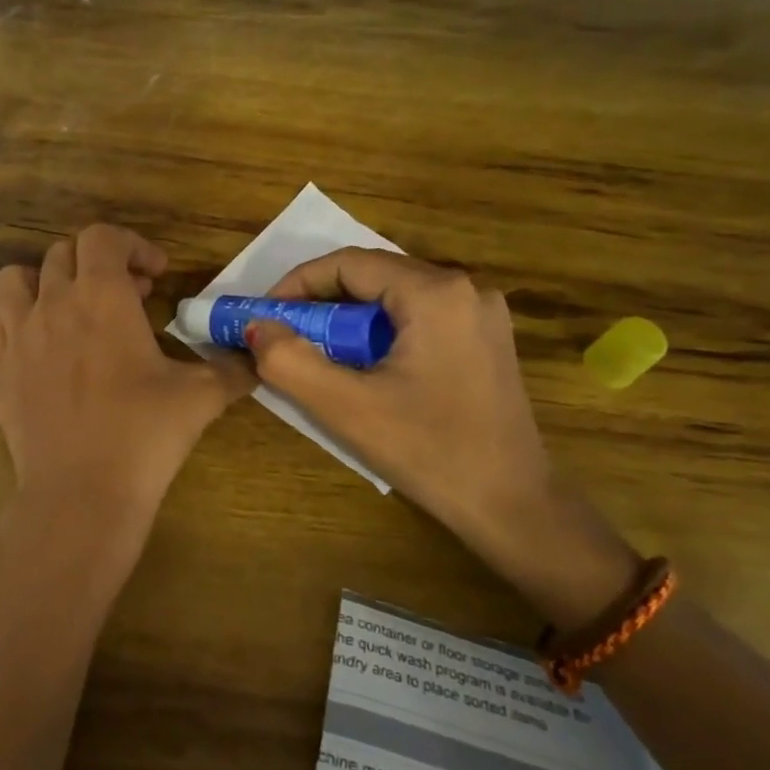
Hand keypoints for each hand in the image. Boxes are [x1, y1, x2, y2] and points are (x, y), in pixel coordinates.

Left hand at [0, 225, 253, 584]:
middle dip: (98, 265)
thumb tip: (253, 358)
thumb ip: (231, 368)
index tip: (156, 276)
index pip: (103, 237)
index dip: (132, 246)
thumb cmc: (144, 434)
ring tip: (72, 312)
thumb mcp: (201, 397)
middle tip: (127, 299)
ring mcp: (17, 336)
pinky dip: (15, 324)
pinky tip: (40, 350)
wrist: (81, 492)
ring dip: (45, 284)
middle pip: (63, 253)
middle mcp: (53, 303)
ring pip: (14, 280)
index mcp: (101, 296)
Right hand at [246, 249, 638, 625]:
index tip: (264, 316)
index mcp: (435, 293)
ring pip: (395, 297)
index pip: (348, 263)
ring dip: (350, 319)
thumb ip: (289, 361)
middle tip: (286, 336)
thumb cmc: (429, 452)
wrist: (514, 506)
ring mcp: (482, 314)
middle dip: (322, 302)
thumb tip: (256, 327)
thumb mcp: (346, 408)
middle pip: (374, 276)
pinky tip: (365, 367)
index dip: (297, 284)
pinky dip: (381, 332)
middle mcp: (465, 289)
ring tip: (319, 354)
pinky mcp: (486, 340)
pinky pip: (419, 318)